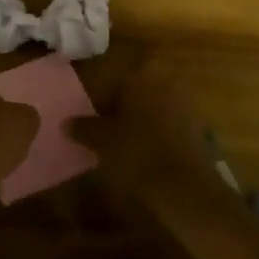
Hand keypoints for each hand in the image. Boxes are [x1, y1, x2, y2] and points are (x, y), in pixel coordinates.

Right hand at [76, 47, 219, 195]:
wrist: (187, 188)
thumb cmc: (139, 152)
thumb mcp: (102, 139)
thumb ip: (83, 127)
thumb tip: (67, 123)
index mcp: (141, 72)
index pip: (108, 71)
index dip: (90, 88)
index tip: (78, 105)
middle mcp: (163, 79)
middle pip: (128, 85)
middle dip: (110, 101)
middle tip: (91, 119)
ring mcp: (181, 100)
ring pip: (144, 102)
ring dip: (128, 114)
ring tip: (109, 135)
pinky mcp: (191, 124)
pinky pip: (159, 118)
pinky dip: (145, 127)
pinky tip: (132, 146)